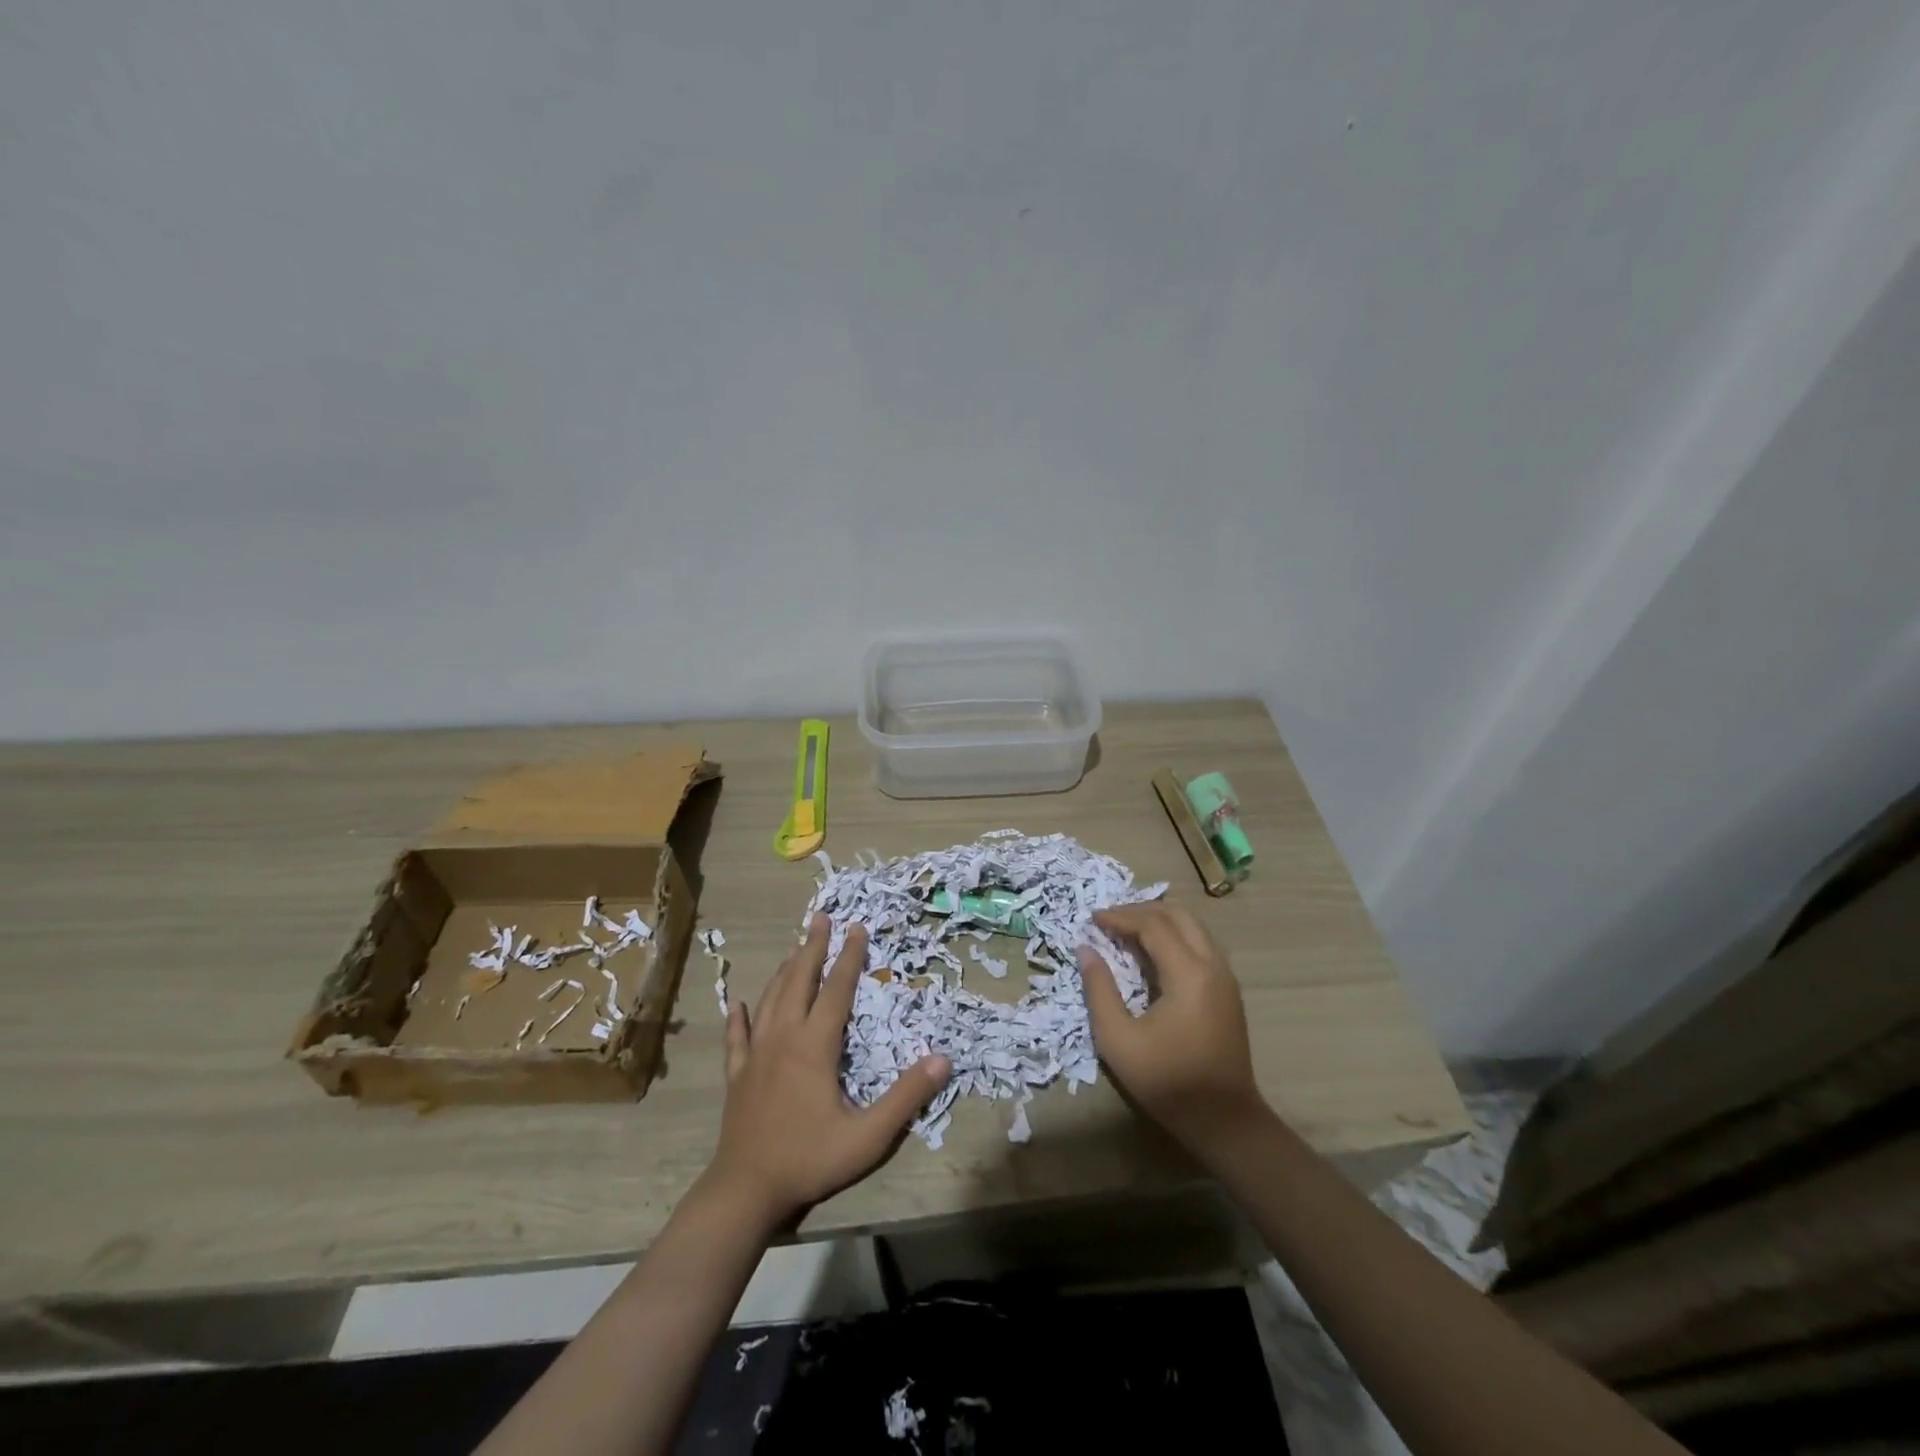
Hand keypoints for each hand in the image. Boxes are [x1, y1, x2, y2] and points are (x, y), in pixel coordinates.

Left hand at [706, 915, 950, 1227]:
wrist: (745, 1190)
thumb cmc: (810, 1159)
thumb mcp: (869, 1135)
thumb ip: (906, 1097)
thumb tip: (943, 1059)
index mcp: (815, 1046)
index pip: (836, 990)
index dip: (849, 957)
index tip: (857, 927)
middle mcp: (783, 1038)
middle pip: (798, 981)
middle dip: (811, 947)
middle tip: (820, 917)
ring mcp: (755, 1055)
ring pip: (770, 1000)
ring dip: (784, 970)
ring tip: (793, 948)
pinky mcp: (737, 1075)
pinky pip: (737, 1037)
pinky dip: (738, 1017)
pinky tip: (736, 1003)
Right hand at [1079, 902, 1266, 1158]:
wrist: (1225, 1121)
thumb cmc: (1168, 1081)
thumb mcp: (1118, 1040)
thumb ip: (1099, 990)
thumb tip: (1086, 950)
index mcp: (1189, 974)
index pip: (1153, 925)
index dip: (1120, 916)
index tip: (1092, 919)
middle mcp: (1213, 965)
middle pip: (1178, 915)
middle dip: (1141, 910)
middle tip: (1109, 920)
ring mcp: (1225, 977)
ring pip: (1193, 926)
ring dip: (1159, 920)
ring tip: (1126, 930)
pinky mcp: (1227, 990)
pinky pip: (1200, 944)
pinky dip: (1173, 936)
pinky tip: (1151, 953)